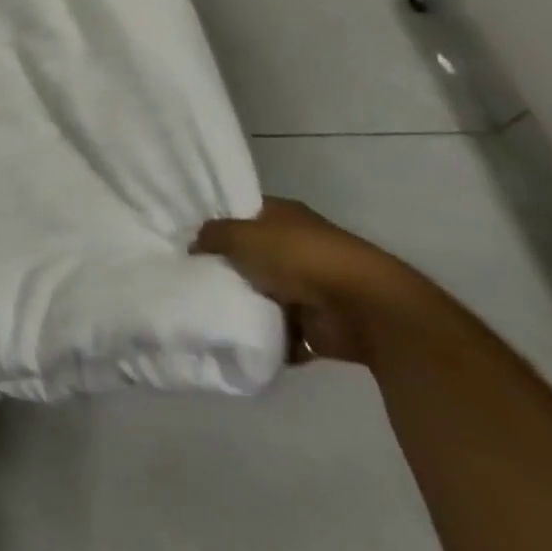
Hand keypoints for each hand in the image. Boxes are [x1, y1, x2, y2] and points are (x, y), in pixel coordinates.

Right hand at [193, 197, 427, 365]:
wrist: (364, 309)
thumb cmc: (299, 257)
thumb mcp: (241, 235)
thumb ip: (212, 235)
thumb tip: (194, 245)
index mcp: (283, 215)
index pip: (242, 213)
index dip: (217, 223)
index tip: (187, 238)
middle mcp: (297, 246)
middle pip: (251, 255)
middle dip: (226, 267)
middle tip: (190, 276)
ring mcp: (309, 286)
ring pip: (263, 294)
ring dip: (245, 304)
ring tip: (207, 310)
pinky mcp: (317, 325)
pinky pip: (281, 331)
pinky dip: (265, 337)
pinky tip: (236, 337)